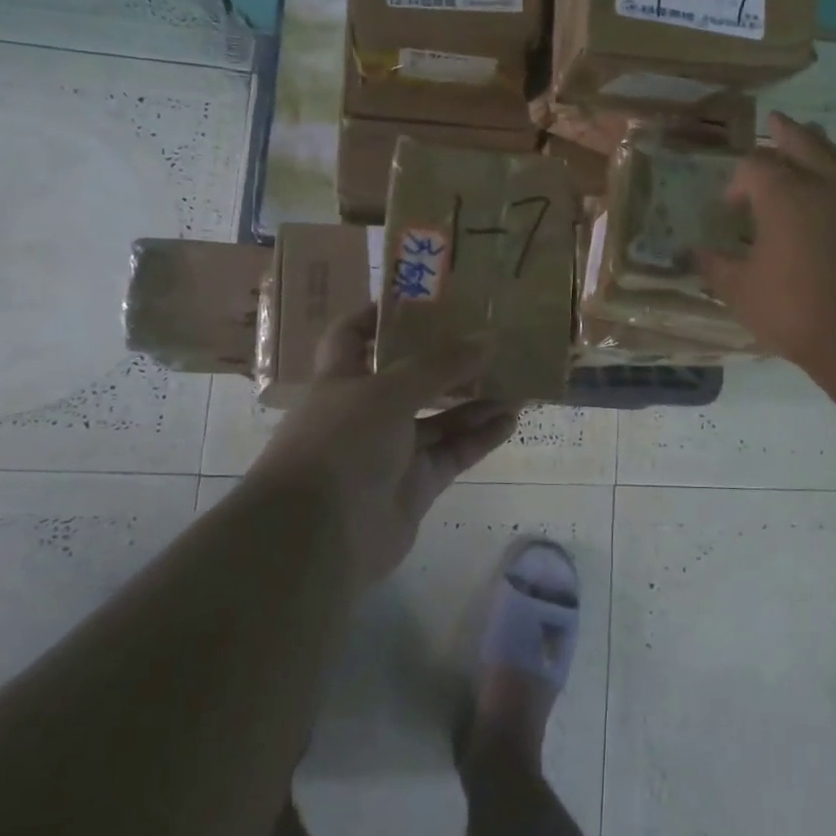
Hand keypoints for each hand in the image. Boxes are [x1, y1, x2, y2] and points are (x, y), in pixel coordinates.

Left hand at [247, 306, 519, 584]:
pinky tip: (510, 419)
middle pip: (411, 377)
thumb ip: (441, 365)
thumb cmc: (341, 444)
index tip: (421, 299)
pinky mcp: (416, 485)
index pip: (353, 335)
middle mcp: (366, 411)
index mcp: (343, 379)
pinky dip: (480, 437)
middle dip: (448, 360)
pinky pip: (453, 453)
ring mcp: (392, 451)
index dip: (379, 315)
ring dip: (474, 400)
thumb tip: (490, 338)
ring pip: (440, 417)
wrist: (320, 537)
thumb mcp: (389, 391)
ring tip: (515, 379)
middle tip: (490, 339)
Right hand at [699, 112, 835, 364]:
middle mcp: (822, 185)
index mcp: (783, 193)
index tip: (730, 208)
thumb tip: (694, 254)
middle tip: (777, 120)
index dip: (738, 181)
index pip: (754, 166)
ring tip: (814, 138)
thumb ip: (716, 267)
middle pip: (803, 143)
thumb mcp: (740, 291)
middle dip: (786, 133)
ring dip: (821, 146)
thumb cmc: (794, 305)